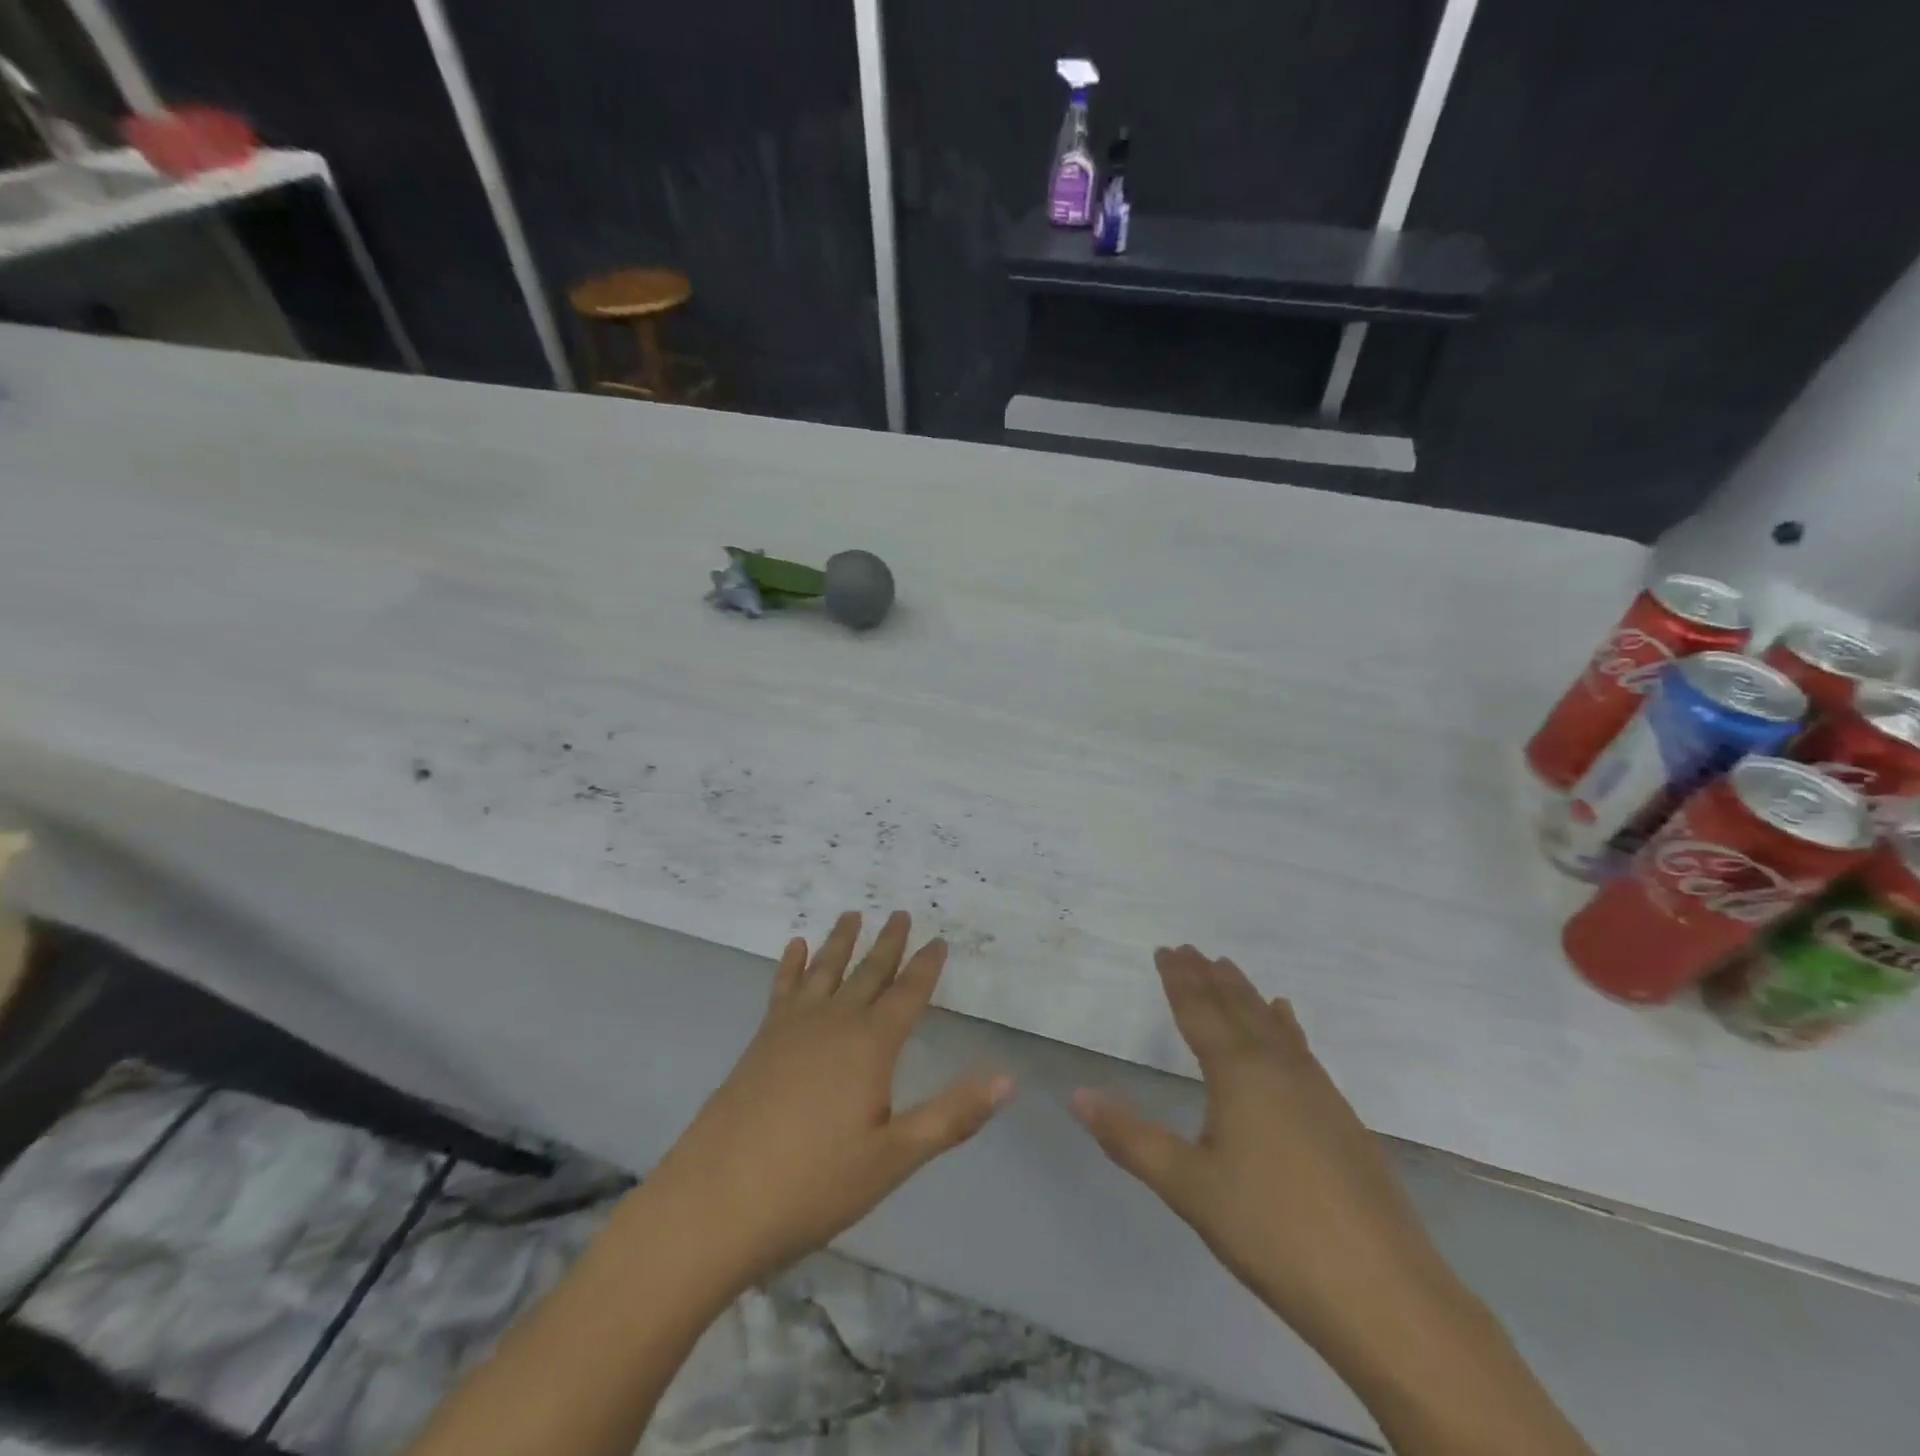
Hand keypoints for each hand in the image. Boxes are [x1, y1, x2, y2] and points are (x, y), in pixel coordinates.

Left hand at [644, 910, 1012, 1288]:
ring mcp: (792, 1028)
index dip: (926, 966)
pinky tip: (793, 947)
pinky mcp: (761, 1040)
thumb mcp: (894, 1158)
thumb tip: (1008, 1078)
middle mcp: (834, 1022)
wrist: (716, 1201)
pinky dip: (790, 964)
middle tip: (901, 913)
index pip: (908, 994)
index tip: (939, 939)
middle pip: (868, 972)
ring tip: (852, 914)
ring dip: (841, 941)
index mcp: (871, 1046)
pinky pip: (782, 988)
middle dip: (888, 943)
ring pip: (824, 969)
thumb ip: (952, 1115)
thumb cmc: (814, 1184)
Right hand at [1071, 945, 1456, 1356]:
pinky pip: (1301, 1048)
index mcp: (1238, 1073)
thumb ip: (1130, 1138)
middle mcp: (1277, 1067)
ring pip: (1272, 1024)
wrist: (1383, 1292)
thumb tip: (1077, 1096)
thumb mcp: (1187, 1186)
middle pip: (1237, 1009)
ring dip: (1246, 994)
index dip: (1179, 980)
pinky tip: (1288, 1022)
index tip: (1166, 950)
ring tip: (1230, 968)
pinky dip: (1286, 1025)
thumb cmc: (1271, 1230)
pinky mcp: (1341, 1117)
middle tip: (1190, 949)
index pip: (1199, 1012)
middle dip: (1209, 977)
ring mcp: (1316, 1090)